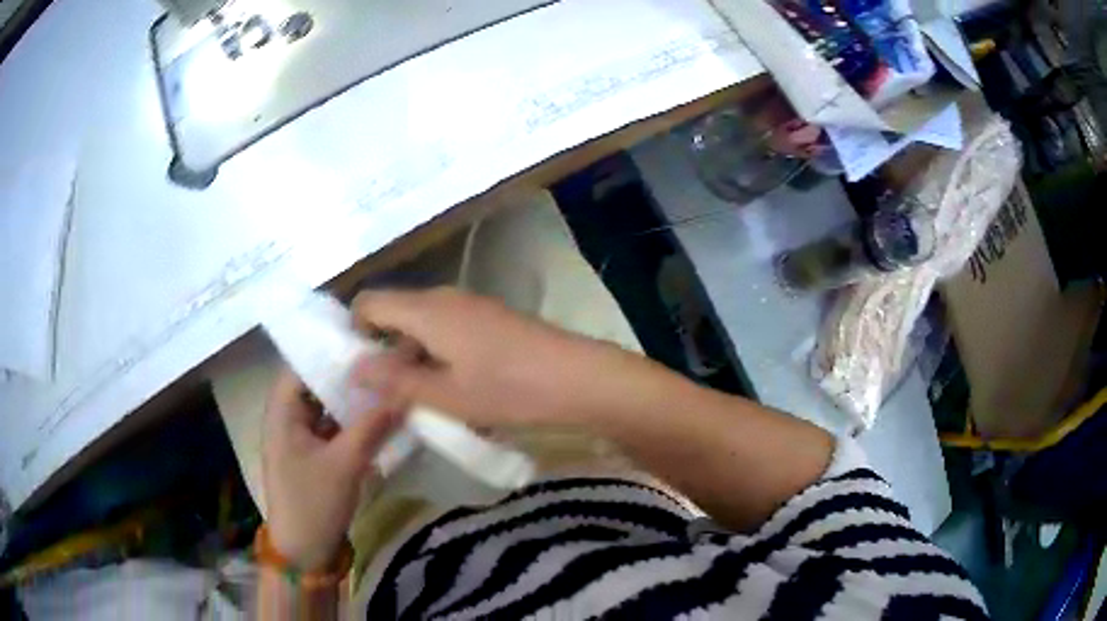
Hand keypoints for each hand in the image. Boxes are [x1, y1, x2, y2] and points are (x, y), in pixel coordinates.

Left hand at [261, 368, 402, 570]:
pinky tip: (379, 415)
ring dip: (352, 397)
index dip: (331, 349)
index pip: (302, 363)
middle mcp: (288, 416)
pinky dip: (352, 420)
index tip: (366, 338)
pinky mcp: (314, 454)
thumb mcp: (344, 465)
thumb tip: (404, 392)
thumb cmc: (312, 503)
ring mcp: (301, 436)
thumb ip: (372, 426)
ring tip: (387, 380)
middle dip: (348, 373)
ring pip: (327, 405)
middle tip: (385, 358)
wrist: (304, 551)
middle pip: (316, 382)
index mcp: (282, 411)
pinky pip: (333, 426)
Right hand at [351, 288, 628, 429]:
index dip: (353, 332)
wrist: (577, 377)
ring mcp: (471, 305)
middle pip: (395, 312)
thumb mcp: (445, 395)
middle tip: (384, 393)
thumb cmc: (507, 388)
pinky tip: (452, 388)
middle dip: (383, 350)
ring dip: (412, 356)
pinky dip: (438, 354)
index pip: (369, 303)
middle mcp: (444, 297)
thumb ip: (395, 381)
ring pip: (422, 324)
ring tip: (417, 398)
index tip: (356, 371)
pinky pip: (448, 329)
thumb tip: (353, 369)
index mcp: (425, 309)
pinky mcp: (491, 318)